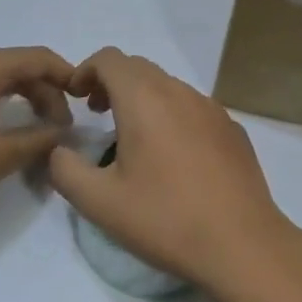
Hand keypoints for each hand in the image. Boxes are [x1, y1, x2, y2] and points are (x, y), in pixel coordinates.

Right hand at [50, 48, 299, 293]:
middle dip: (112, 83)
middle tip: (98, 114)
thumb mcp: (100, 202)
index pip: (109, 59)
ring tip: (134, 139)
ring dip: (143, 99)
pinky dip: (173, 116)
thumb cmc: (165, 218)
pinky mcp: (232, 128)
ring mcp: (211, 107)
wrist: (242, 243)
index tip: (76, 99)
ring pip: (168, 86)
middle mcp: (179, 91)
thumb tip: (59, 151)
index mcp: (144, 98)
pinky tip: (175, 158)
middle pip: (138, 68)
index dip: (86, 70)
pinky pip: (193, 107)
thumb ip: (66, 170)